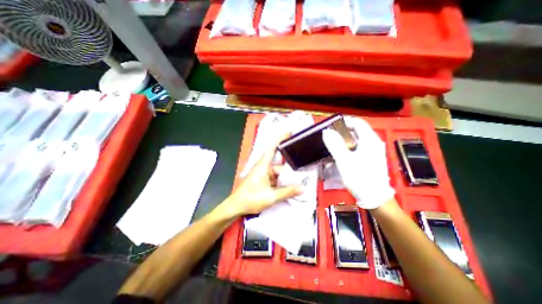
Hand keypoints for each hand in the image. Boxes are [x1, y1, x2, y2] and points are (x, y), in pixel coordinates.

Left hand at [220, 142, 304, 218]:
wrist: (236, 206)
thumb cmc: (251, 199)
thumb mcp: (270, 197)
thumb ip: (287, 192)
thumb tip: (302, 189)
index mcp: (263, 166)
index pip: (273, 148)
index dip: (280, 139)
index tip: (289, 132)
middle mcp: (263, 167)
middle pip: (279, 165)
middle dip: (290, 170)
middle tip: (302, 173)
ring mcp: (263, 174)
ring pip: (278, 173)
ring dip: (286, 178)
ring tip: (298, 183)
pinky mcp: (263, 180)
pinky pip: (275, 178)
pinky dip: (281, 182)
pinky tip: (289, 188)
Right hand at [321, 117, 394, 208]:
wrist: (374, 198)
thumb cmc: (360, 177)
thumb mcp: (344, 160)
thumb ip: (335, 144)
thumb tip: (326, 131)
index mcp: (370, 140)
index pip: (358, 123)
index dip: (345, 122)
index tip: (332, 126)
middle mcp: (373, 143)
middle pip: (357, 131)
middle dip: (342, 132)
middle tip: (329, 137)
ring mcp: (373, 152)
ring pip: (357, 141)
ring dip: (344, 141)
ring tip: (332, 146)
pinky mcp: (370, 159)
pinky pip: (358, 149)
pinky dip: (348, 149)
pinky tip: (340, 156)